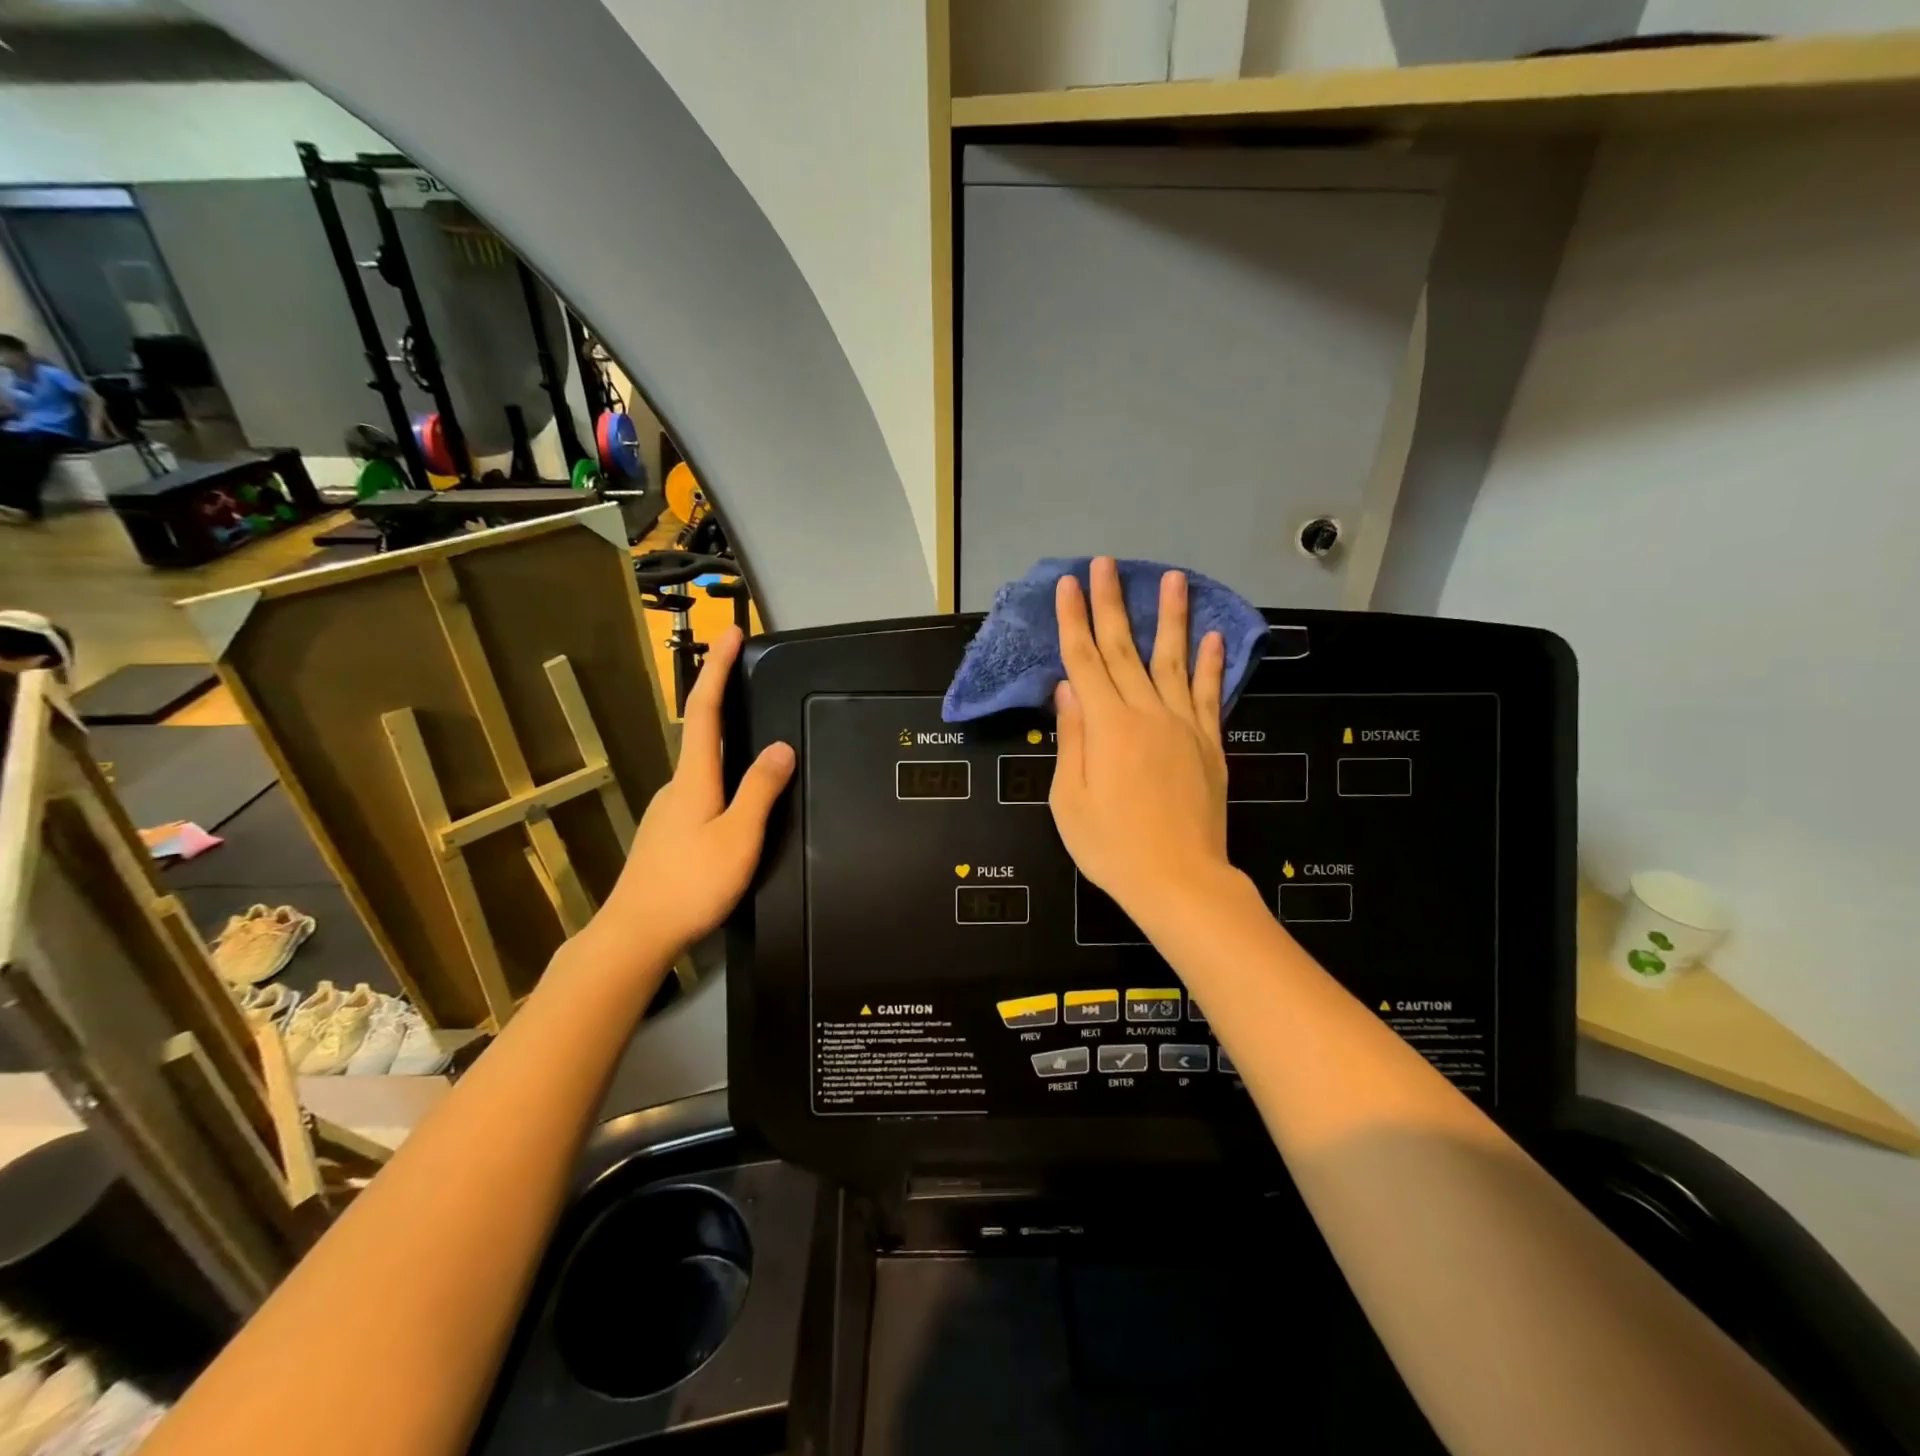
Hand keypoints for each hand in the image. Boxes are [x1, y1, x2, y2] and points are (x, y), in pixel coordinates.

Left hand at [598, 626, 793, 953]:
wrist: (636, 935)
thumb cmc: (691, 884)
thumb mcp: (739, 836)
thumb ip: (761, 790)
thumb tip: (781, 747)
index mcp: (694, 778)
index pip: (705, 710)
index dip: (718, 670)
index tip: (730, 634)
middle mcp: (677, 786)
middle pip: (701, 733)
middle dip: (723, 700)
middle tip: (751, 683)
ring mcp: (669, 811)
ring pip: (703, 768)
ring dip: (726, 747)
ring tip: (758, 751)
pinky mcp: (668, 834)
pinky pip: (702, 793)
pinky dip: (723, 781)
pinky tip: (738, 806)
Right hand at [1049, 558, 1231, 926]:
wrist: (1180, 881)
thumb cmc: (1112, 847)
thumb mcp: (1071, 800)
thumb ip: (1073, 739)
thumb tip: (1068, 689)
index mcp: (1108, 726)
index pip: (1085, 660)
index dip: (1074, 620)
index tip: (1069, 584)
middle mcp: (1147, 714)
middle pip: (1125, 648)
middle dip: (1112, 603)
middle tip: (1107, 564)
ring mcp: (1183, 727)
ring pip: (1173, 661)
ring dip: (1170, 617)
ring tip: (1173, 577)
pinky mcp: (1209, 745)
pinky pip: (1209, 695)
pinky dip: (1211, 663)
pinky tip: (1211, 636)